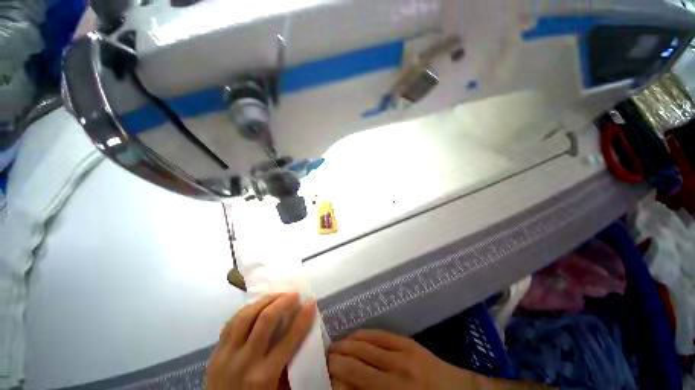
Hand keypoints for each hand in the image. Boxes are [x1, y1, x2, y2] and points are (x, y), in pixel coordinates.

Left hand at [207, 293, 315, 389]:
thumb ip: (288, 364)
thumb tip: (301, 333)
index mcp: (264, 376)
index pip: (289, 339)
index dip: (303, 317)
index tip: (311, 302)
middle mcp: (245, 362)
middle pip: (265, 320)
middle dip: (283, 302)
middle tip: (294, 295)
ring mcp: (226, 355)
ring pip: (246, 316)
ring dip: (265, 301)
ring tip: (278, 296)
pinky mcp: (214, 352)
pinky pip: (231, 323)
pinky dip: (247, 310)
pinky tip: (257, 306)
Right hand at [328, 330, 480, 389]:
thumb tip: (342, 386)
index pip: (354, 382)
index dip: (335, 377)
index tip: (323, 374)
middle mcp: (394, 374)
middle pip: (356, 362)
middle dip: (336, 359)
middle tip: (323, 358)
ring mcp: (402, 354)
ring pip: (365, 345)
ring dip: (346, 344)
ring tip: (333, 346)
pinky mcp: (407, 342)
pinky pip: (379, 335)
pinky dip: (362, 335)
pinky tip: (353, 336)